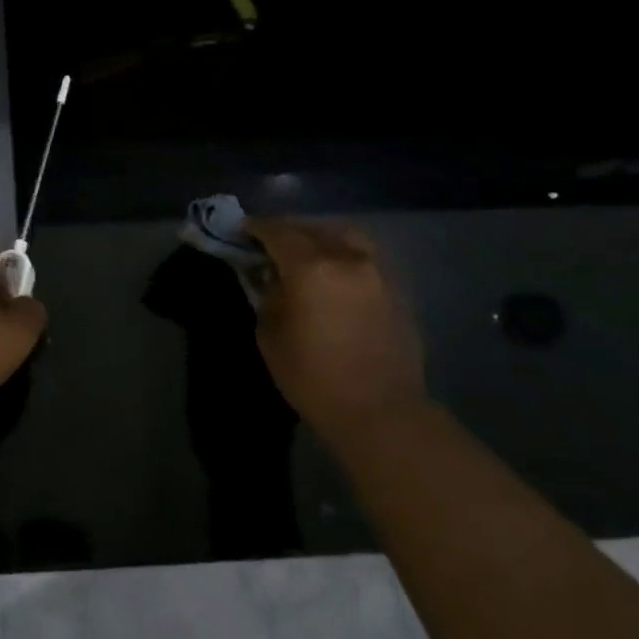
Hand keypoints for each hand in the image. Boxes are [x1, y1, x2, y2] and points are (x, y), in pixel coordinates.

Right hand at [243, 218, 427, 434]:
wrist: (380, 410)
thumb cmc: (313, 377)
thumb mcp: (270, 335)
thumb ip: (268, 296)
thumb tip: (272, 278)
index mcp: (312, 268)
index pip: (278, 233)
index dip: (256, 228)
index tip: (242, 229)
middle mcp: (347, 258)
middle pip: (312, 228)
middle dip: (287, 230)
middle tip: (268, 241)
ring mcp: (377, 270)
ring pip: (345, 235)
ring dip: (319, 235)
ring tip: (304, 249)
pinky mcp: (396, 287)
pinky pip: (364, 255)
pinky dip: (343, 251)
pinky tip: (333, 270)